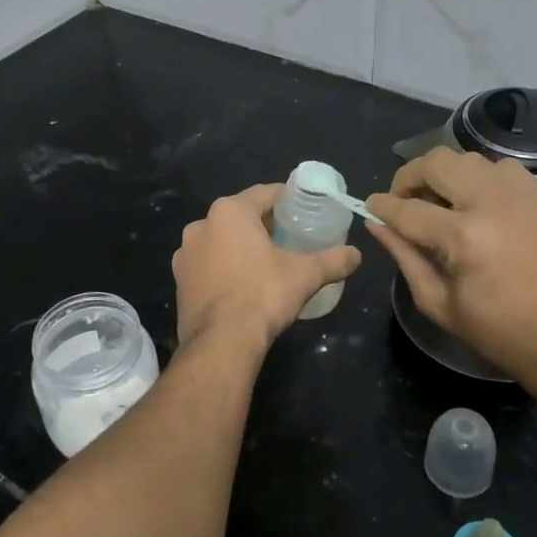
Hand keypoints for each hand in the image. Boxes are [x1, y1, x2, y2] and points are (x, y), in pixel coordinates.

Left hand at [173, 184, 361, 352]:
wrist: (220, 342)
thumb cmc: (263, 294)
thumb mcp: (305, 275)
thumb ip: (333, 261)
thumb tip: (357, 255)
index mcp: (229, 212)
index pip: (264, 193)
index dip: (286, 199)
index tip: (302, 207)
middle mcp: (201, 225)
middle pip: (239, 216)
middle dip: (262, 223)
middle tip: (288, 236)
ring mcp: (184, 254)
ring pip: (220, 241)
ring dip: (239, 246)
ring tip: (264, 262)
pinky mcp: (179, 281)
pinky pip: (207, 265)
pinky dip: (223, 268)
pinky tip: (241, 284)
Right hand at [366, 148, 536, 391]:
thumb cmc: (500, 333)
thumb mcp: (439, 303)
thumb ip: (405, 257)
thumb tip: (377, 225)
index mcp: (463, 237)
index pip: (407, 209)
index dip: (382, 206)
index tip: (370, 206)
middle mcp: (492, 203)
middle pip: (437, 163)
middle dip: (410, 176)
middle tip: (405, 198)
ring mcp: (524, 195)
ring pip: (470, 159)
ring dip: (448, 175)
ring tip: (443, 201)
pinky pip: (504, 170)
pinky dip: (482, 180)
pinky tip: (480, 206)